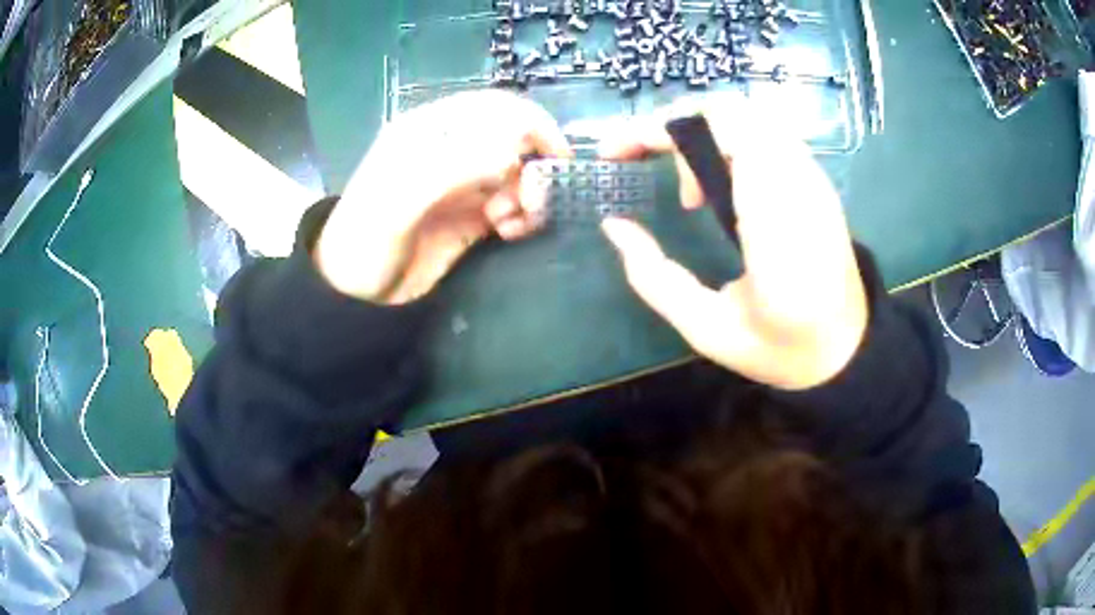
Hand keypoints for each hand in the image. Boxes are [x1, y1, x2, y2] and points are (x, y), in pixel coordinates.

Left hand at [315, 90, 570, 303]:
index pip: (493, 107)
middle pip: (513, 139)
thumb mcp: (399, 202)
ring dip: (528, 194)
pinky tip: (510, 231)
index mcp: (430, 130)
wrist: (356, 296)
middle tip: (533, 200)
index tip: (556, 157)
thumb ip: (452, 170)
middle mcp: (452, 150)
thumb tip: (511, 156)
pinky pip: (513, 204)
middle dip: (532, 166)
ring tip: (511, 222)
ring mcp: (464, 183)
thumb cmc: (365, 241)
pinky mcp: (473, 216)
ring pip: (518, 174)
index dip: (531, 124)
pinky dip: (522, 215)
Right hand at [597, 96, 867, 390]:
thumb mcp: (707, 328)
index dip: (663, 129)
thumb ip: (653, 276)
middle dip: (676, 128)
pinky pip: (765, 137)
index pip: (722, 130)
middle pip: (731, 112)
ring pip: (748, 117)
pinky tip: (720, 190)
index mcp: (776, 220)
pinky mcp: (816, 183)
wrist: (848, 352)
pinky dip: (727, 146)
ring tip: (689, 191)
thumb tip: (613, 225)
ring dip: (702, 136)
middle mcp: (800, 184)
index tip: (620, 153)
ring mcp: (813, 179)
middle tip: (652, 171)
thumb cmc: (781, 348)